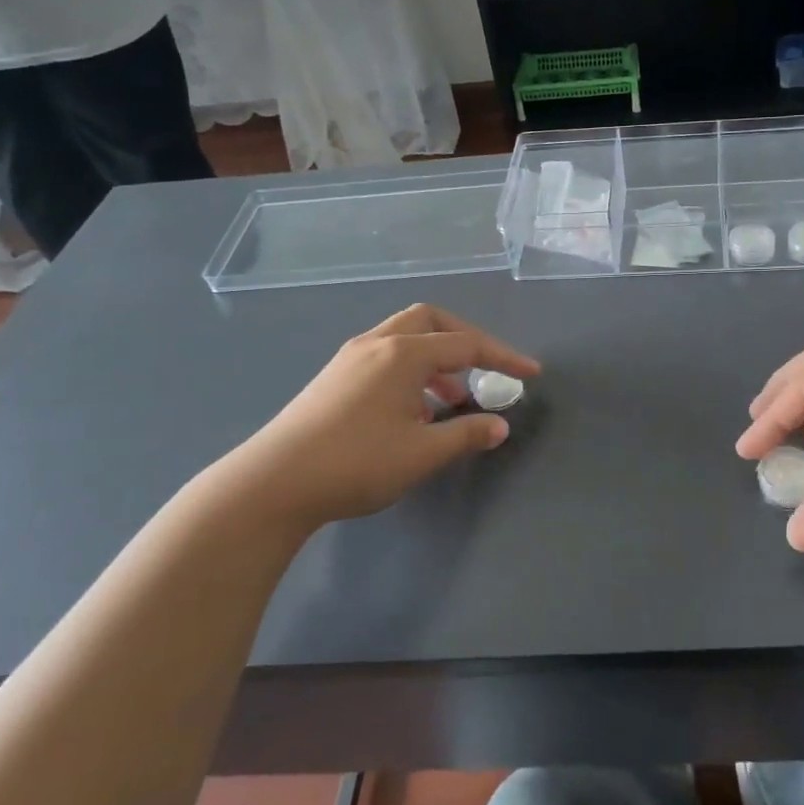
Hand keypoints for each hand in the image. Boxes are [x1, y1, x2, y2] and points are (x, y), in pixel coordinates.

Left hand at [203, 305, 539, 538]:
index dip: (503, 358)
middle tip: (486, 369)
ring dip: (436, 357)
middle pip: (431, 321)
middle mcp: (377, 343)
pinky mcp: (334, 376)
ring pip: (405, 336)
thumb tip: (500, 426)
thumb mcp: (422, 454)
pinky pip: (385, 355)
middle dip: (466, 340)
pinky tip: (413, 408)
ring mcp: (350, 357)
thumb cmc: (355, 464)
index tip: (531, 374)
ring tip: (452, 397)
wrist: (273, 483)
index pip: (466, 345)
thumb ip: (466, 435)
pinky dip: (411, 369)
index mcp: (402, 354)